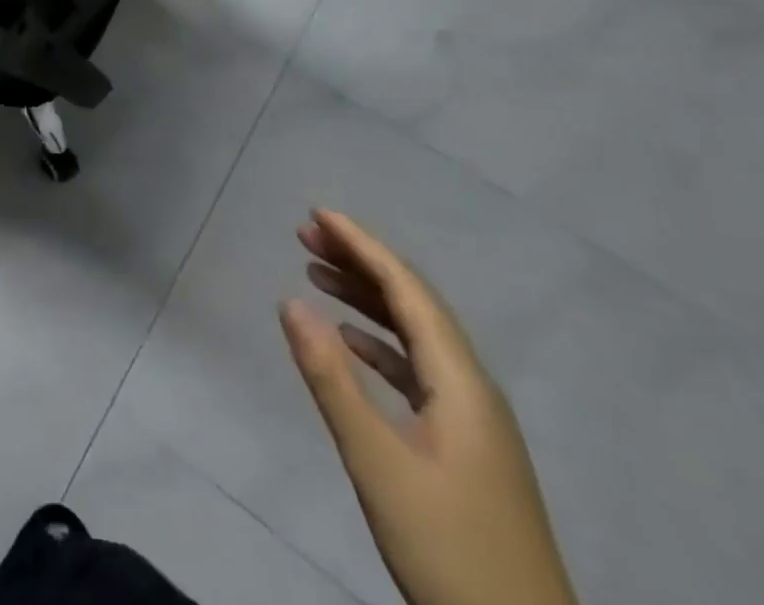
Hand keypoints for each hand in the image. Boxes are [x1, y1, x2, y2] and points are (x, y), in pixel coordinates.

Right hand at [280, 209, 576, 604]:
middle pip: (413, 303)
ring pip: (415, 335)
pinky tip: (351, 343)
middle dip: (359, 262)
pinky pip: (418, 370)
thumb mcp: (378, 463)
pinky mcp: (467, 448)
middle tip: (305, 235)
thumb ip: (331, 379)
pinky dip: (380, 344)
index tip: (316, 214)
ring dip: (366, 300)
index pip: (406, 289)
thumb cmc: (449, 549)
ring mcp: (474, 420)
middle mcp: (472, 387)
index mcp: (460, 381)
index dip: (361, 245)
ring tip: (316, 275)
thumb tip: (290, 302)